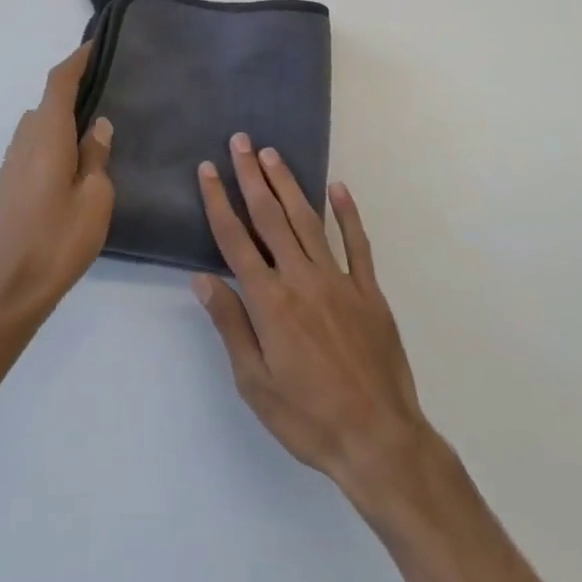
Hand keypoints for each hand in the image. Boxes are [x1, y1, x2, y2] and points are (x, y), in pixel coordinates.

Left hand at [0, 45, 115, 326]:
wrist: (9, 290)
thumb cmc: (59, 241)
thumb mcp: (95, 197)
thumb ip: (97, 155)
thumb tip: (98, 125)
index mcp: (46, 137)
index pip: (58, 84)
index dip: (76, 61)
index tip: (95, 47)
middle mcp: (23, 142)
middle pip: (47, 102)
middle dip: (73, 89)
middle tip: (107, 89)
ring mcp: (11, 164)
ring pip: (38, 125)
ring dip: (62, 117)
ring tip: (95, 126)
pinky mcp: (7, 185)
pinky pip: (32, 146)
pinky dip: (52, 138)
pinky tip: (73, 161)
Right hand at [191, 134, 434, 505]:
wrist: (378, 439)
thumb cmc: (307, 418)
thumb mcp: (255, 383)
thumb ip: (231, 326)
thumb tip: (203, 279)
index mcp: (269, 302)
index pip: (235, 240)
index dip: (218, 201)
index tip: (208, 170)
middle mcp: (301, 279)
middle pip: (270, 218)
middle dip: (251, 176)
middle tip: (240, 141)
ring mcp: (339, 280)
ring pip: (308, 220)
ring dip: (288, 184)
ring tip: (272, 154)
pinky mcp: (369, 290)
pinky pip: (357, 243)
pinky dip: (348, 213)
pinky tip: (339, 187)